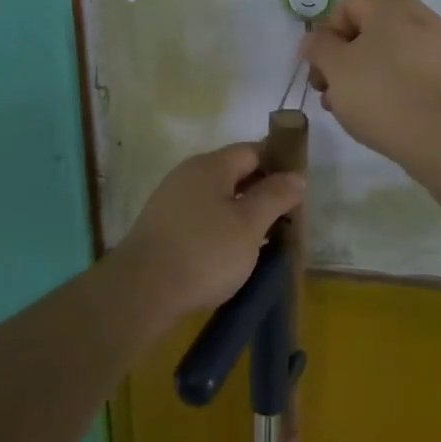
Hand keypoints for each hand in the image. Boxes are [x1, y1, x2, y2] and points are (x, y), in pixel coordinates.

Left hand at [118, 144, 304, 318]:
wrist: (141, 291)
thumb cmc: (204, 253)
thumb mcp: (249, 225)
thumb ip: (275, 196)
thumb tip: (296, 176)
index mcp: (211, 165)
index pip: (253, 150)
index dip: (279, 165)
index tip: (299, 190)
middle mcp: (188, 174)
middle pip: (234, 172)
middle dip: (262, 191)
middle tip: (286, 218)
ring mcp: (172, 199)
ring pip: (218, 196)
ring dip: (243, 211)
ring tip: (265, 238)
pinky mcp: (163, 226)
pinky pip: (202, 216)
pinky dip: (222, 226)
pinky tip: (232, 252)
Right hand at [300, 0, 440, 163]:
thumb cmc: (381, 93)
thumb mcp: (336, 67)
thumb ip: (319, 46)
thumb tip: (316, 38)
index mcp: (391, 6)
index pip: (347, 6)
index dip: (325, 35)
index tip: (318, 69)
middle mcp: (419, 17)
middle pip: (367, 31)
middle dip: (341, 60)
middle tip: (328, 92)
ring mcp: (439, 47)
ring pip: (387, 54)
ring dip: (362, 76)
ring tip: (349, 110)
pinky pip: (409, 73)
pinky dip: (390, 87)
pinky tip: (379, 115)